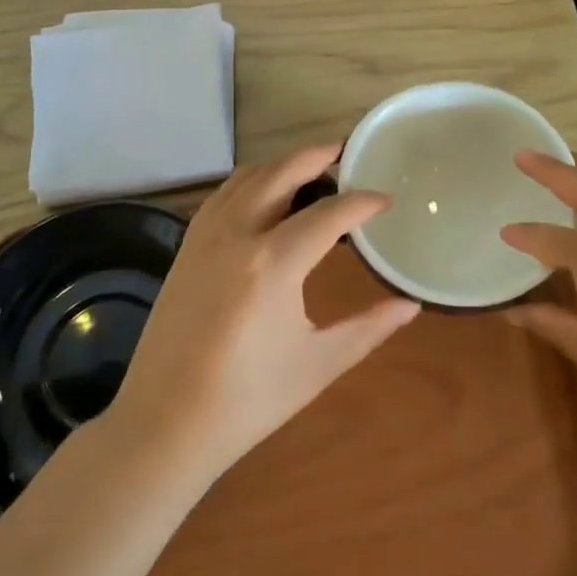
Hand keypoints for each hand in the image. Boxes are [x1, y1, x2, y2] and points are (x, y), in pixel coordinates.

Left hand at [109, 144, 418, 479]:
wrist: (164, 422)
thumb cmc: (248, 400)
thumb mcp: (318, 364)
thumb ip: (368, 328)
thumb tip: (411, 305)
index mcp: (273, 264)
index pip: (329, 214)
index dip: (362, 203)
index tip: (386, 199)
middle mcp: (236, 234)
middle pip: (281, 173)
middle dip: (317, 156)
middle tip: (346, 153)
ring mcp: (204, 236)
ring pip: (247, 178)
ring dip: (281, 165)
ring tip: (311, 170)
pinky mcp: (185, 247)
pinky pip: (222, 195)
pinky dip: (249, 182)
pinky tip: (264, 197)